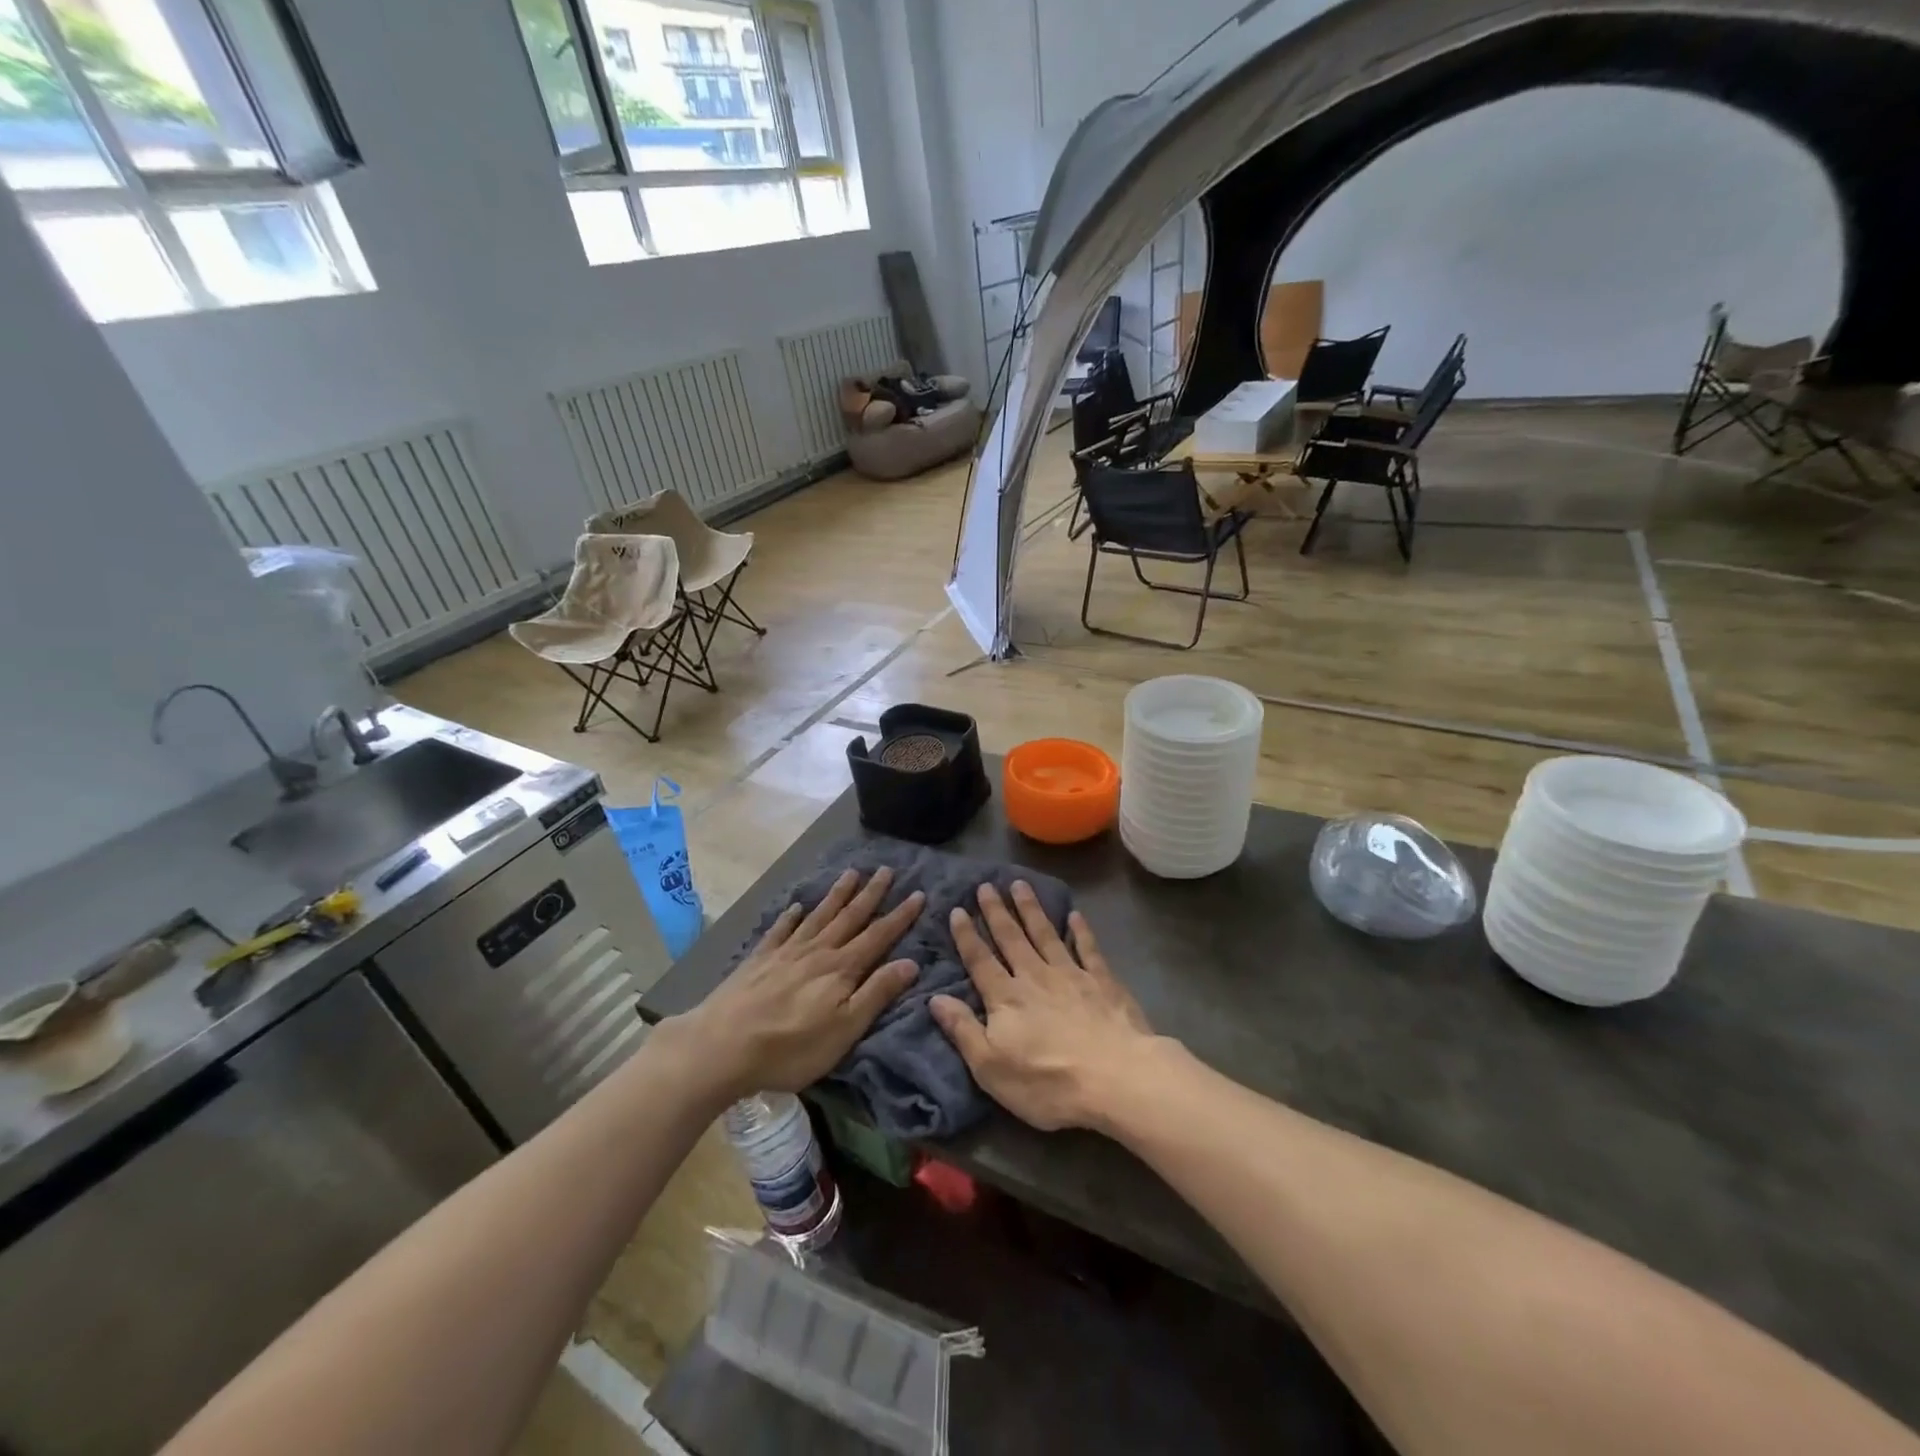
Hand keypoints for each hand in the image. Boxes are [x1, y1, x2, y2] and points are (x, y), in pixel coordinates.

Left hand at [668, 868, 923, 1102]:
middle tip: (886, 869)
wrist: (722, 1046)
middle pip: (850, 917)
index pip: (878, 936)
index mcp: (841, 969)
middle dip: (871, 894)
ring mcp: (786, 953)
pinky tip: (796, 907)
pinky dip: (790, 917)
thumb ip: (876, 993)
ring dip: (837, 895)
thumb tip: (910, 962)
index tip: (918, 894)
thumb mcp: (845, 1028)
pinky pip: (780, 930)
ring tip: (851, 873)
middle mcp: (817, 951)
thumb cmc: (790, 1047)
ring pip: (818, 916)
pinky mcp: (759, 960)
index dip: (900, 916)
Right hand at [930, 882, 1156, 1131]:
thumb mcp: (991, 1068)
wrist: (1116, 1077)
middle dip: (997, 911)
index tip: (957, 910)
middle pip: (1011, 938)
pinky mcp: (1103, 981)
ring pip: (1045, 934)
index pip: (980, 960)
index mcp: (1005, 998)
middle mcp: (1034, 977)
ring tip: (1020, 885)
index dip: (966, 935)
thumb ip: (963, 1030)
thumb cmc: (1048, 1082)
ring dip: (1031, 909)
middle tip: (986, 885)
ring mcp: (1071, 975)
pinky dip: (1081, 930)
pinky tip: (1075, 915)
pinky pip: (1088, 948)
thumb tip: (934, 998)